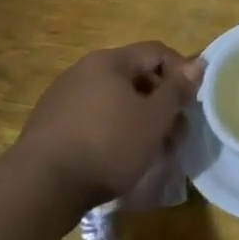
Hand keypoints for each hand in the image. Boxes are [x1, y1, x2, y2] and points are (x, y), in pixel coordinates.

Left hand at [17, 42, 205, 206]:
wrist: (40, 188)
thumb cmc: (107, 145)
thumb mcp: (154, 118)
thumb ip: (178, 89)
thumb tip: (198, 63)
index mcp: (109, 61)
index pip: (156, 51)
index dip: (181, 71)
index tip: (193, 102)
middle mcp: (82, 71)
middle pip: (134, 76)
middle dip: (160, 101)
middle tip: (175, 132)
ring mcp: (61, 98)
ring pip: (113, 100)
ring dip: (137, 119)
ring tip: (149, 149)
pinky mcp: (49, 127)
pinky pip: (92, 119)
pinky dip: (112, 131)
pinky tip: (117, 158)